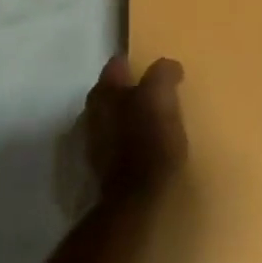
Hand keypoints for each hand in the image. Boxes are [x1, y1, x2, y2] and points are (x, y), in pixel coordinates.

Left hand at [84, 56, 187, 204]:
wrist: (136, 200)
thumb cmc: (149, 140)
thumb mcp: (161, 96)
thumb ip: (162, 73)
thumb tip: (168, 67)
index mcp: (104, 91)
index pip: (118, 64)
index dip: (137, 63)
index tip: (157, 68)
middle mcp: (92, 112)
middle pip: (114, 91)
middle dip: (133, 89)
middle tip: (160, 93)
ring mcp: (94, 142)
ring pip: (115, 117)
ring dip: (132, 116)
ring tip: (157, 120)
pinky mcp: (103, 167)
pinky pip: (119, 141)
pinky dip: (131, 139)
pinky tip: (149, 144)